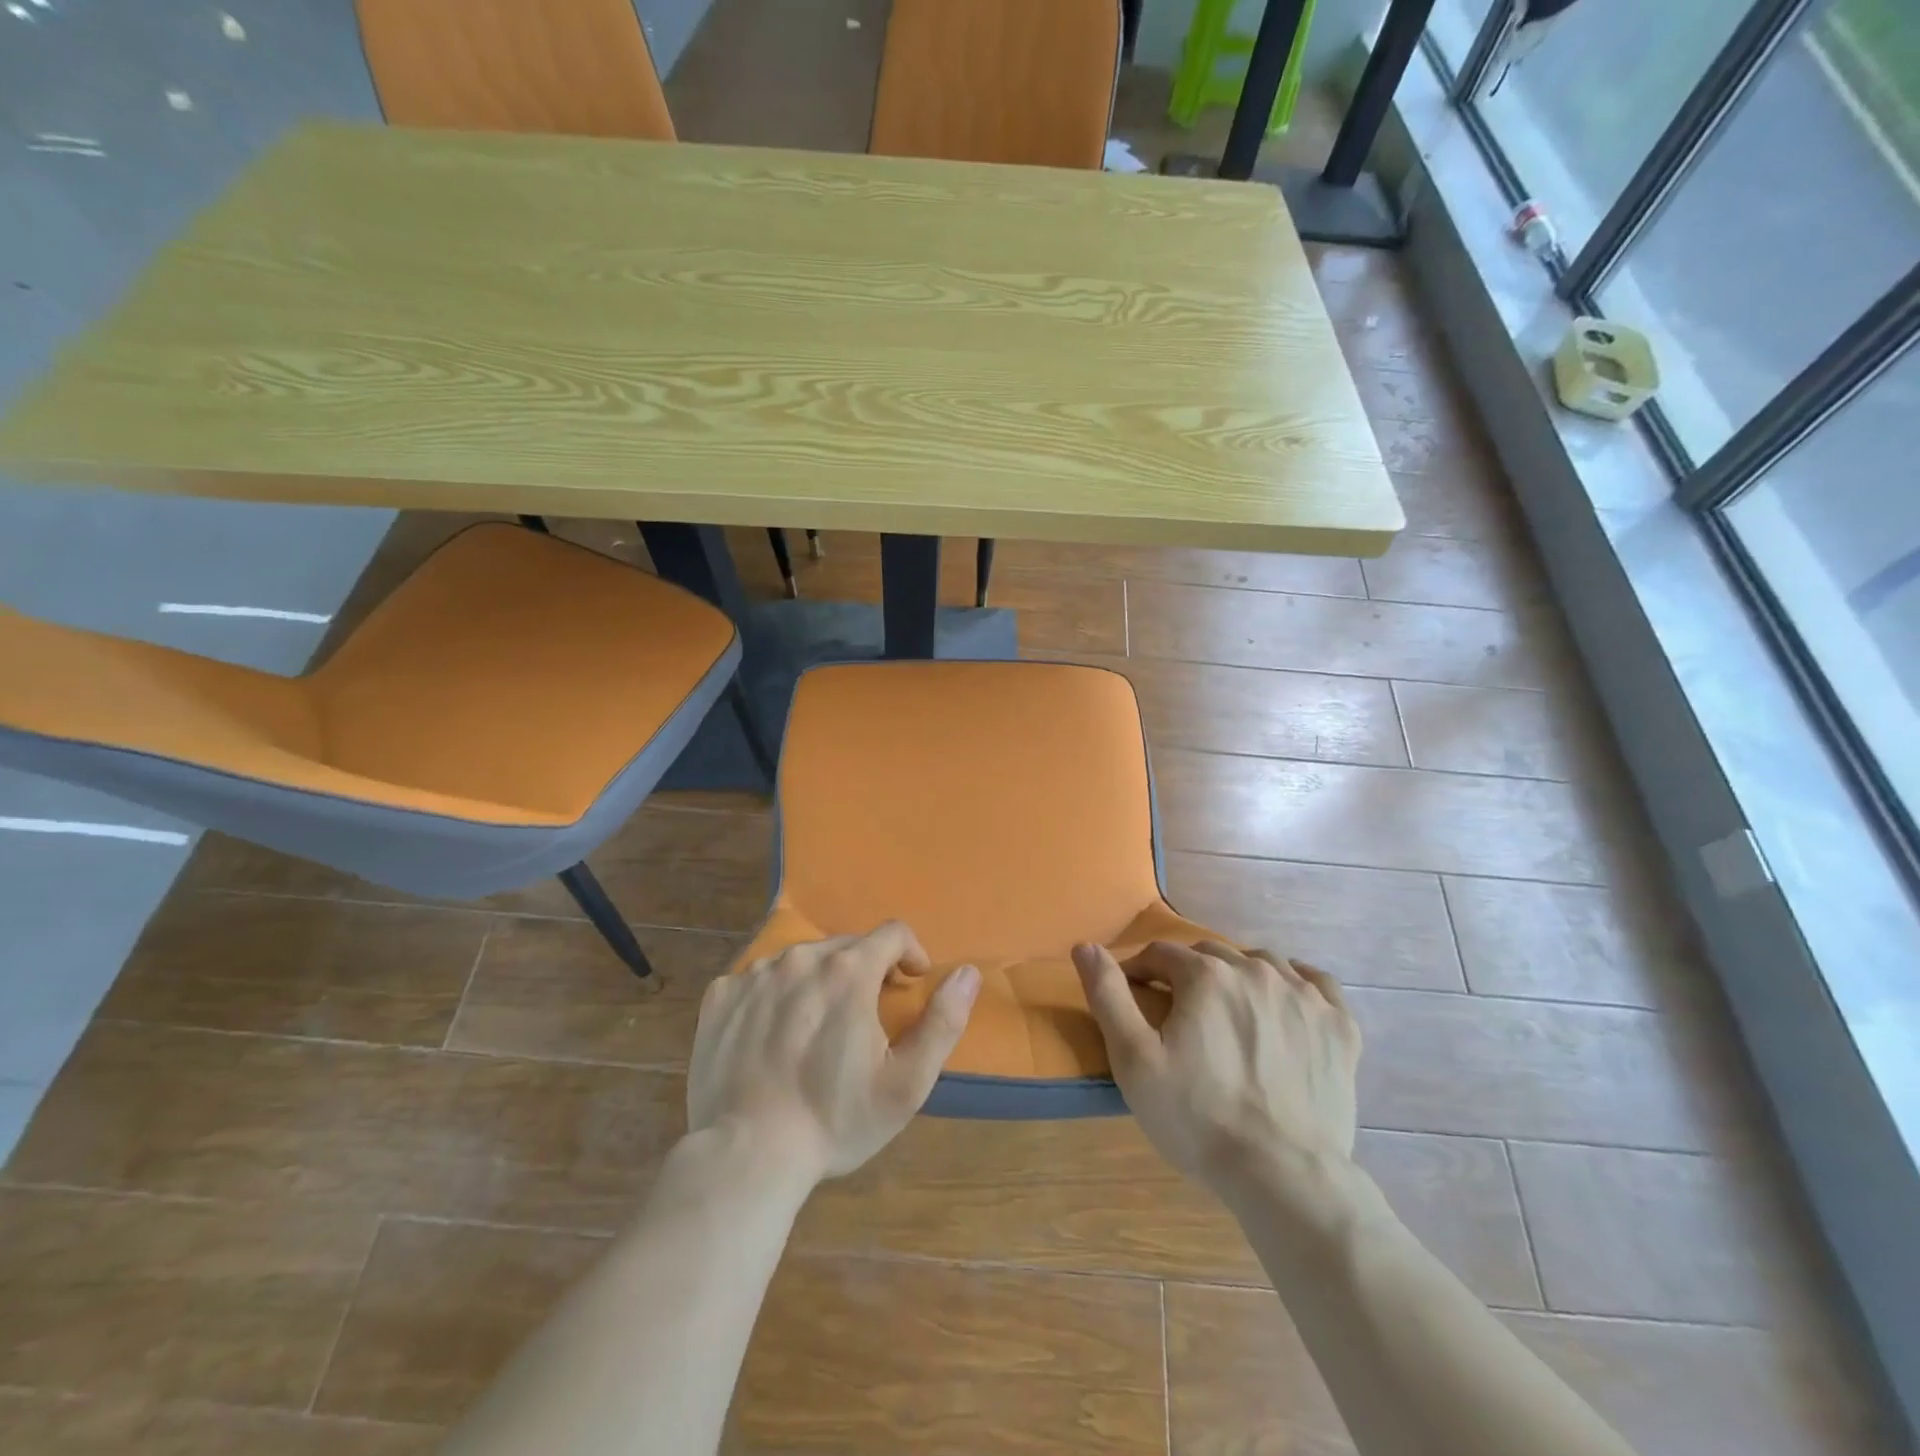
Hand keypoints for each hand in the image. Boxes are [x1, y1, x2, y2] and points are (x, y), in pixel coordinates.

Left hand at [689, 922, 980, 1183]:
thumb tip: (967, 972)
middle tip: (863, 1017)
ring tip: (815, 1029)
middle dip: (864, 971)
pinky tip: (771, 1036)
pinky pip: (757, 979)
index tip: (909, 985)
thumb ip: (943, 1021)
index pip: (892, 933)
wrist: (747, 1156)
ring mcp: (755, 974)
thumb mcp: (906, 1082)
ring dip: (818, 981)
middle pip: (845, 946)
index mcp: (848, 970)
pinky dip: (773, 996)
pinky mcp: (720, 996)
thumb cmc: (835, 1120)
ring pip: (800, 960)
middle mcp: (801, 958)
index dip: (909, 954)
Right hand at [1072, 940, 1360, 1197]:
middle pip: (1210, 955)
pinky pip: (1315, 983)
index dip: (1140, 973)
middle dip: (1187, 975)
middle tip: (1179, 1015)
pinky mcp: (1339, 1026)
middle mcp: (1256, 970)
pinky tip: (1285, 1003)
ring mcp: (1304, 996)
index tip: (1135, 1000)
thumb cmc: (1198, 1116)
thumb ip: (1108, 995)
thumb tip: (1085, 946)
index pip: (1161, 954)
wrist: (1284, 1176)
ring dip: (1238, 976)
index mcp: (1206, 975)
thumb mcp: (1134, 1059)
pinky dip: (1296, 984)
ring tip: (1228, 1012)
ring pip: (1261, 962)